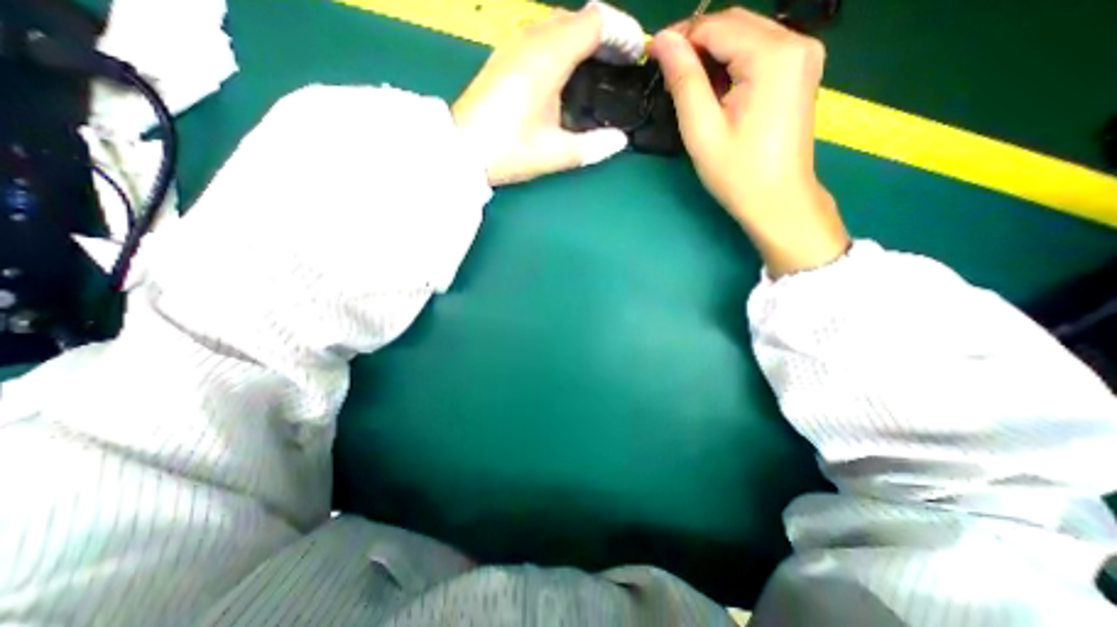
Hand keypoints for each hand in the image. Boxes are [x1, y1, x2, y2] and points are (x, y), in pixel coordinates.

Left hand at [450, 5, 627, 185]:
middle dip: (606, 35)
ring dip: (584, 39)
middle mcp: (531, 39)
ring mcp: (514, 44)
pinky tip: (567, 73)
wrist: (463, 150)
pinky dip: (563, 46)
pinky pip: (541, 36)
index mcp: (547, 57)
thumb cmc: (508, 150)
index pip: (595, 21)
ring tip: (599, 68)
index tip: (636, 55)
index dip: (622, 33)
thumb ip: (594, 146)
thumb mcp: (556, 153)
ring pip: (559, 24)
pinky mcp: (504, 55)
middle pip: (578, 18)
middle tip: (621, 65)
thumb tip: (620, 140)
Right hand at [656, 7, 846, 276]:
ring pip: (747, 34)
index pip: (718, 25)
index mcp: (773, 56)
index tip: (653, 55)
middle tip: (667, 72)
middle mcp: (797, 41)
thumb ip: (684, 81)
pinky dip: (732, 62)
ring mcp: (804, 55)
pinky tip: (717, 88)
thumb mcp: (702, 130)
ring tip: (689, 85)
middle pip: (735, 23)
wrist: (778, 199)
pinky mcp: (801, 70)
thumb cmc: (737, 173)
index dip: (681, 35)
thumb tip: (663, 41)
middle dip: (697, 41)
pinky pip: (760, 50)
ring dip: (713, 52)